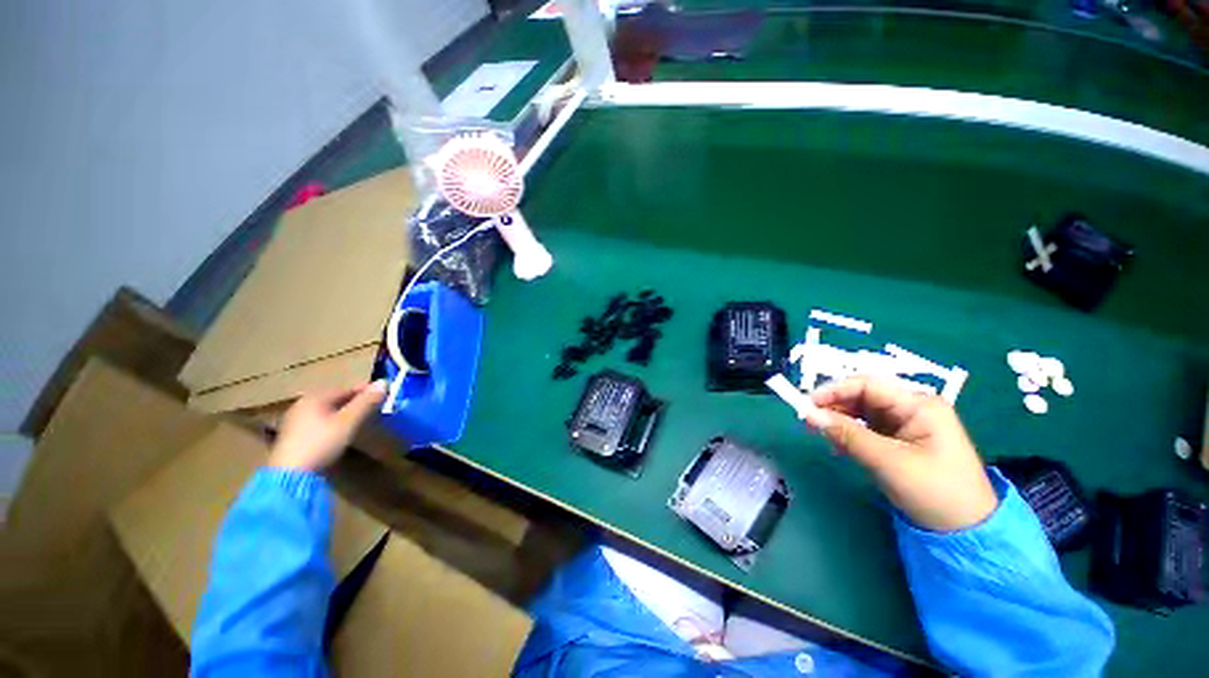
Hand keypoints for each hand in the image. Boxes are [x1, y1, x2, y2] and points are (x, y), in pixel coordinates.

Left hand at [267, 381, 387, 471]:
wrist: (290, 475)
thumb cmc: (321, 442)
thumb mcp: (349, 421)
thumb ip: (366, 402)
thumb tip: (384, 382)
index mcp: (314, 398)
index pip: (346, 389)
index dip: (365, 390)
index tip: (383, 393)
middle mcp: (302, 405)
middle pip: (335, 399)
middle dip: (355, 401)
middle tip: (373, 406)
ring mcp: (295, 421)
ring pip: (327, 411)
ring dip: (344, 412)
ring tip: (360, 418)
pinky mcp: (293, 436)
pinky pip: (319, 422)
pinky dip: (333, 422)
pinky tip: (340, 430)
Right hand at [803, 377, 998, 531]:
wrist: (966, 531)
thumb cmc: (935, 491)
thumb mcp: (888, 461)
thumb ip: (847, 434)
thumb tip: (810, 414)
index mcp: (918, 405)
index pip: (867, 385)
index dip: (834, 390)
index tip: (806, 403)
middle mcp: (912, 408)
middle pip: (862, 396)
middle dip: (834, 406)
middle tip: (808, 421)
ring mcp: (906, 424)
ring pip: (861, 412)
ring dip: (839, 421)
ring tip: (823, 436)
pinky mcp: (899, 440)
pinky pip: (866, 428)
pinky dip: (849, 434)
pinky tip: (838, 445)